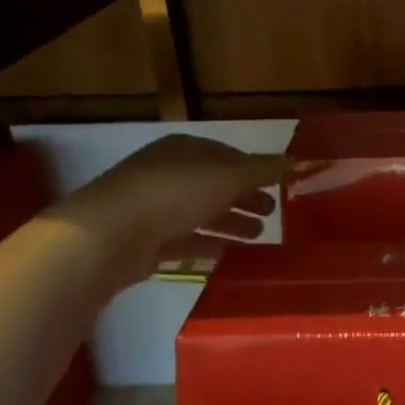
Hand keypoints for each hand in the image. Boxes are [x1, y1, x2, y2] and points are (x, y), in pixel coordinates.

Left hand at [53, 135, 288, 290]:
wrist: (110, 235)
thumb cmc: (175, 193)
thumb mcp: (228, 176)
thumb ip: (263, 170)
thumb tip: (295, 161)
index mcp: (186, 151)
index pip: (228, 156)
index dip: (255, 170)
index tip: (279, 186)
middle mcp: (168, 174)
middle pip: (216, 185)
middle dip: (245, 198)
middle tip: (272, 214)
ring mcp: (154, 208)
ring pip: (202, 213)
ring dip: (230, 223)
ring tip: (258, 237)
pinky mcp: (146, 241)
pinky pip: (185, 241)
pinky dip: (207, 245)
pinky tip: (227, 254)